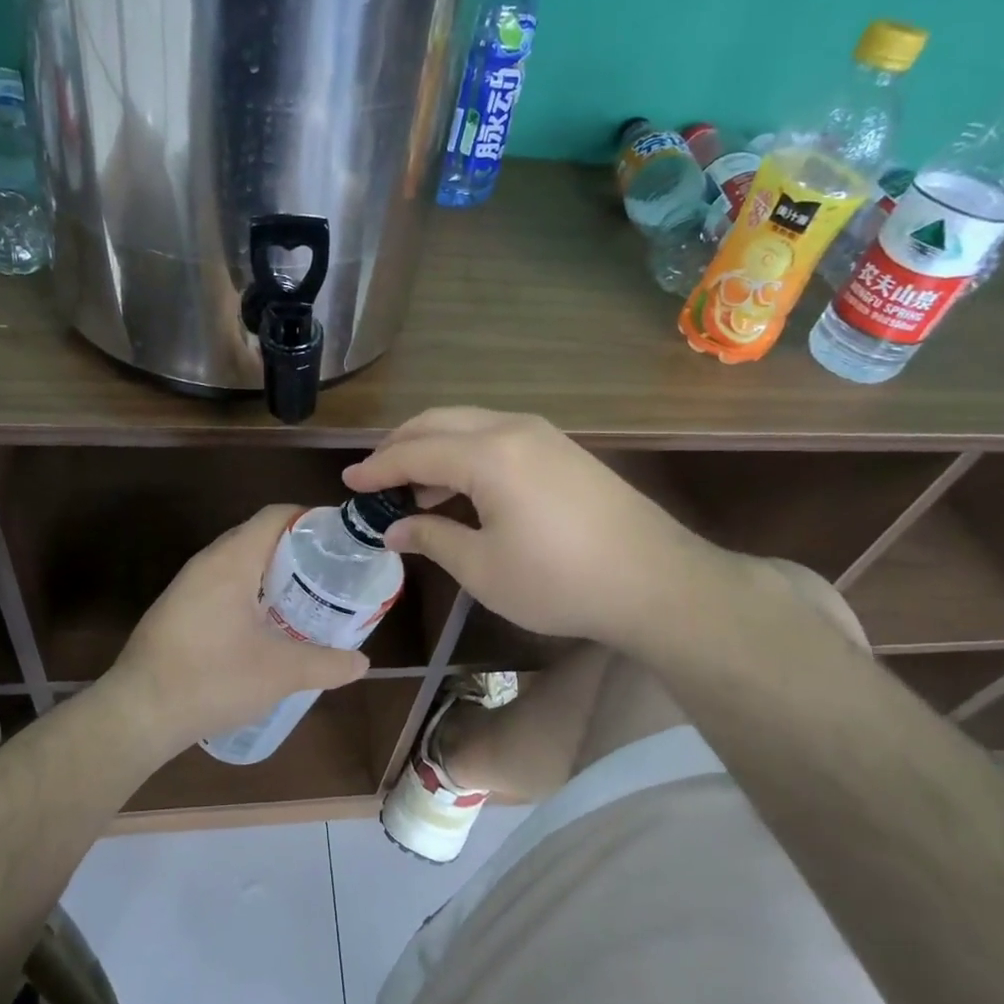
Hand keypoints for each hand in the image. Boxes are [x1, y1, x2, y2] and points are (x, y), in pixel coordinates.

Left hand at [97, 505, 369, 762]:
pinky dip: (253, 592)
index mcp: (232, 561)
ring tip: (308, 598)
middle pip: (260, 536)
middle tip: (333, 574)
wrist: (138, 714)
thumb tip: (363, 663)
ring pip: (241, 563)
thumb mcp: (281, 673)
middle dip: (299, 550)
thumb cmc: (212, 679)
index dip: (312, 520)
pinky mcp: (179, 609)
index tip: (343, 542)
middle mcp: (207, 563)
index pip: (276, 516)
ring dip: (274, 574)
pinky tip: (269, 625)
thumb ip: (327, 664)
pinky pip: (224, 585)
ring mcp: (188, 586)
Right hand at [344, 408, 721, 646]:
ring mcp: (543, 435)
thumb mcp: (483, 569)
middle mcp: (513, 429)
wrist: (655, 582)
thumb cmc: (559, 581)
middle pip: (439, 422)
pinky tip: (462, 487)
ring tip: (413, 487)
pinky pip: (497, 435)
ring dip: (434, 447)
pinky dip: (466, 452)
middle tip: (374, 476)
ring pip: (470, 423)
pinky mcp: (562, 449)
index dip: (377, 469)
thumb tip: (395, 529)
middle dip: (401, 445)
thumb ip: (433, 539)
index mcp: (488, 455)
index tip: (348, 484)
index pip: (415, 452)